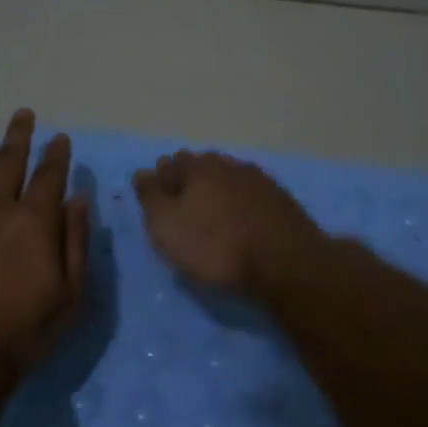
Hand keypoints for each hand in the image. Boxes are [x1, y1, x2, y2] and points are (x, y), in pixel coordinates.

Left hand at [0, 103, 89, 371]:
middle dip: (18, 134)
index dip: (56, 155)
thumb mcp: (70, 294)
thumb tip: (78, 199)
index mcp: (33, 222)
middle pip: (7, 162)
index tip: (59, 137)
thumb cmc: (25, 331)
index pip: (48, 177)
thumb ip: (75, 242)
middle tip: (23, 112)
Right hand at [132, 151, 324, 294]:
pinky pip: (250, 194)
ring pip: (228, 178)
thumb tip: (142, 173)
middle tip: (182, 208)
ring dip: (216, 191)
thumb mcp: (168, 226)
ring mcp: (259, 180)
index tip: (157, 202)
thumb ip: (151, 197)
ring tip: (210, 215)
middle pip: (201, 166)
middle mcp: (228, 165)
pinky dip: (240, 203)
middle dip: (189, 181)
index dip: (160, 180)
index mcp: (198, 167)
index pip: (170, 164)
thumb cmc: (216, 246)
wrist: (285, 262)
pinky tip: (240, 220)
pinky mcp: (280, 199)